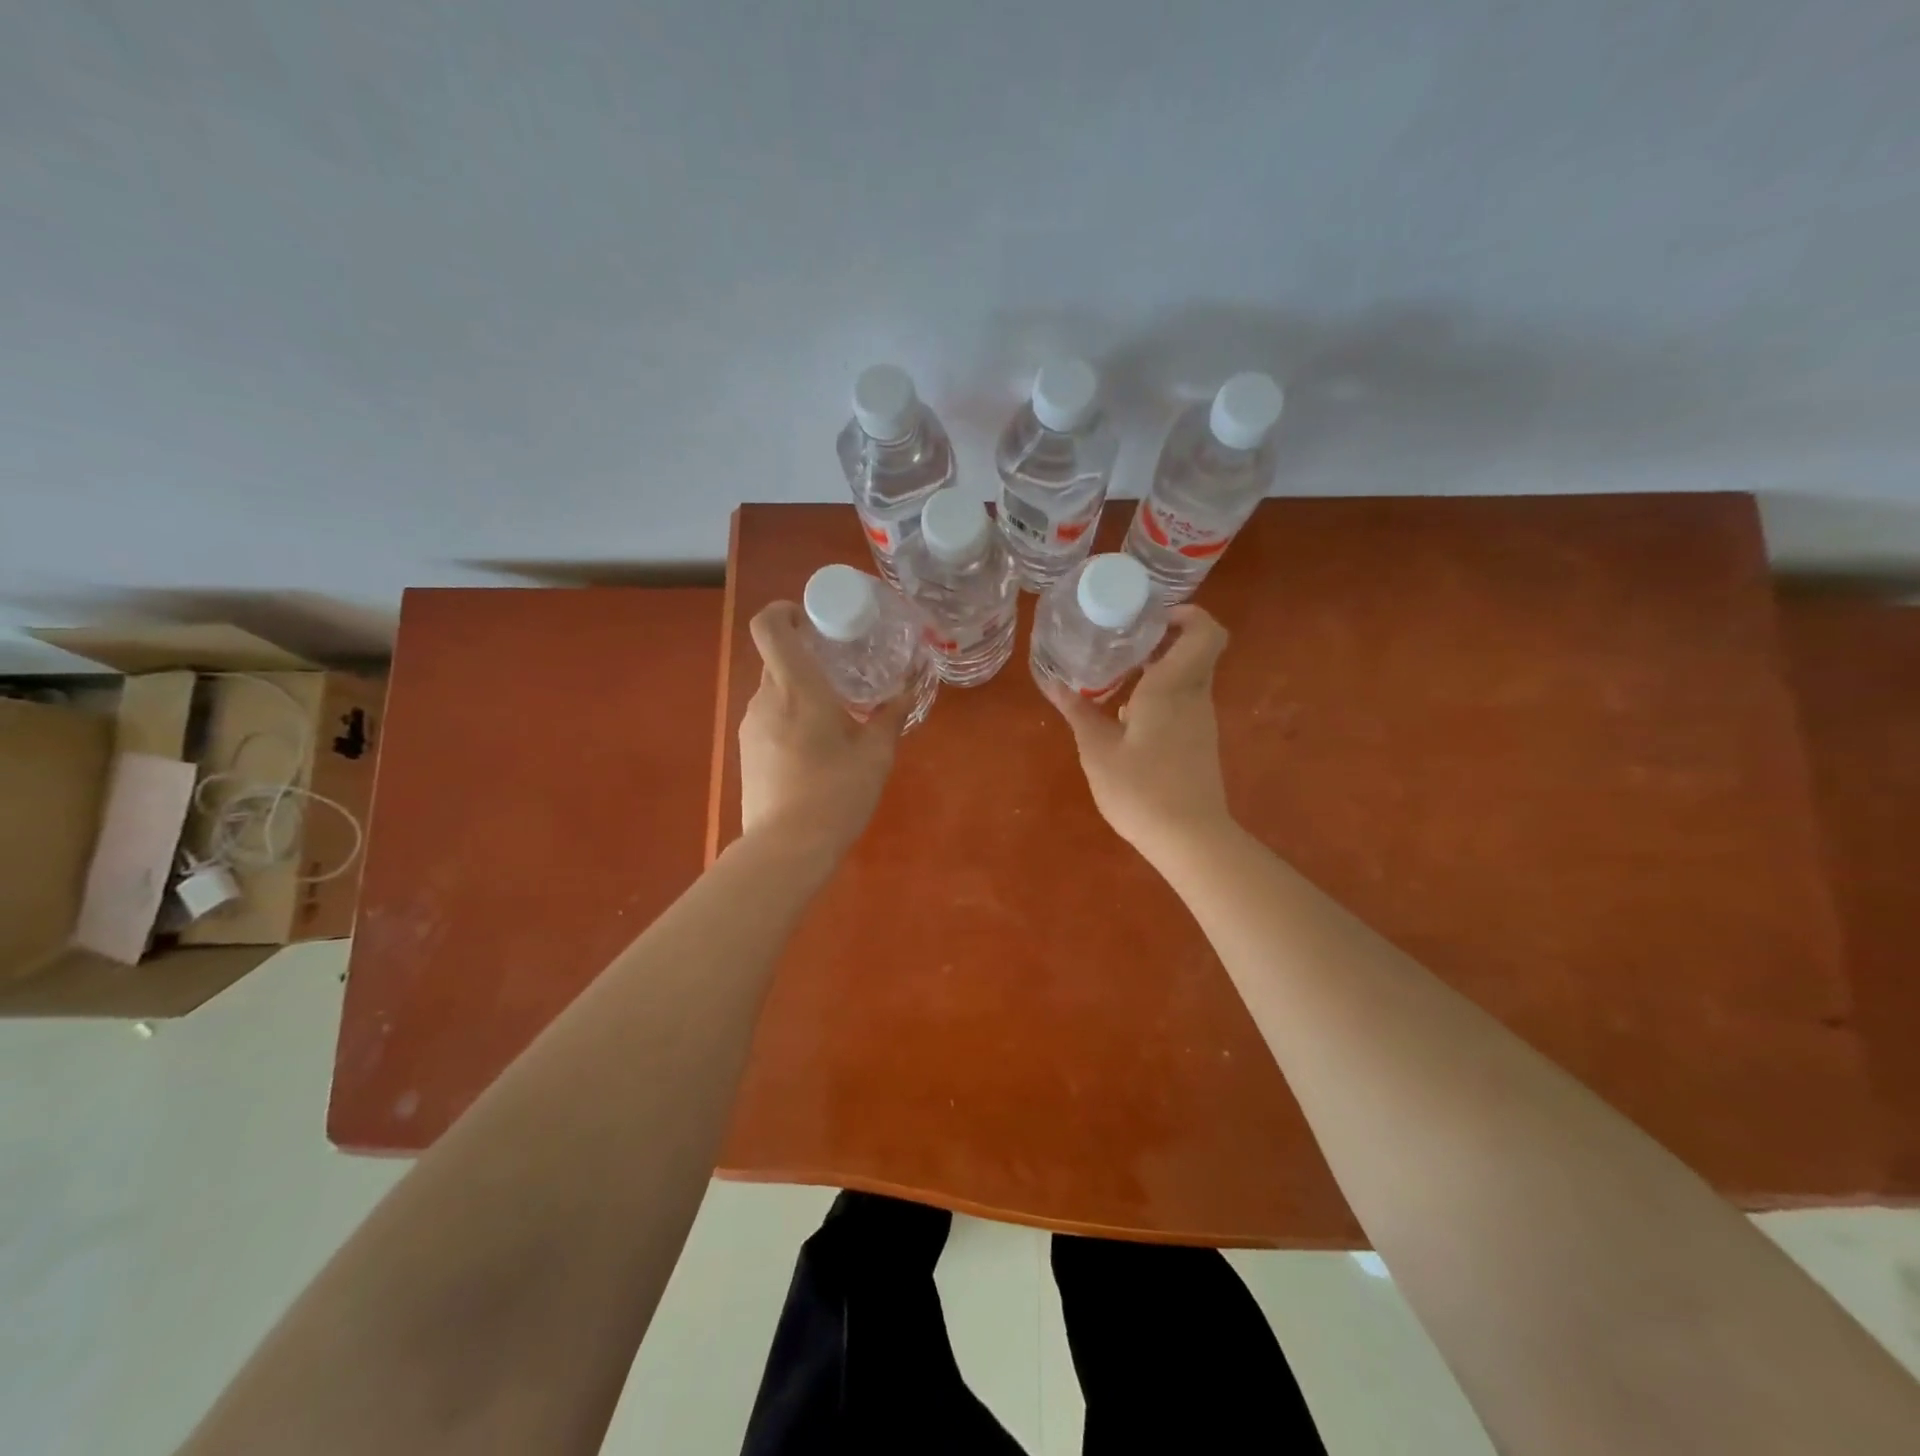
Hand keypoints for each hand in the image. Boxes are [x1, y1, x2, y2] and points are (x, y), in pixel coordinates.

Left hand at [738, 600, 906, 854]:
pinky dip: (791, 719)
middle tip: (842, 672)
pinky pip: (769, 718)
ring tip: (835, 718)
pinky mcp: (747, 752)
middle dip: (807, 658)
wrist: (787, 848)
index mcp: (797, 688)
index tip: (812, 620)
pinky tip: (816, 749)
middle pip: (777, 659)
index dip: (784, 611)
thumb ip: (889, 718)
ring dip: (800, 693)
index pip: (769, 626)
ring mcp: (751, 726)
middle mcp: (766, 698)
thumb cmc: (836, 794)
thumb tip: (906, 693)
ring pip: (774, 691)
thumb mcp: (875, 755)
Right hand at [1046, 605, 1233, 858]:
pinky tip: (1126, 718)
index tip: (1153, 618)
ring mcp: (1201, 722)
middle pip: (1195, 651)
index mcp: (1173, 687)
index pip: (1205, 632)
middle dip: (1163, 641)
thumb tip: (1053, 684)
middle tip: (1123, 643)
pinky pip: (1183, 705)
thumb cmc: (1141, 789)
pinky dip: (1159, 698)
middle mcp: (1194, 697)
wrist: (1190, 839)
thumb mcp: (1097, 750)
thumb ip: (1078, 712)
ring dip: (1158, 671)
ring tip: (1116, 678)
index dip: (1188, 615)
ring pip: (1188, 679)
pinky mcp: (1199, 745)